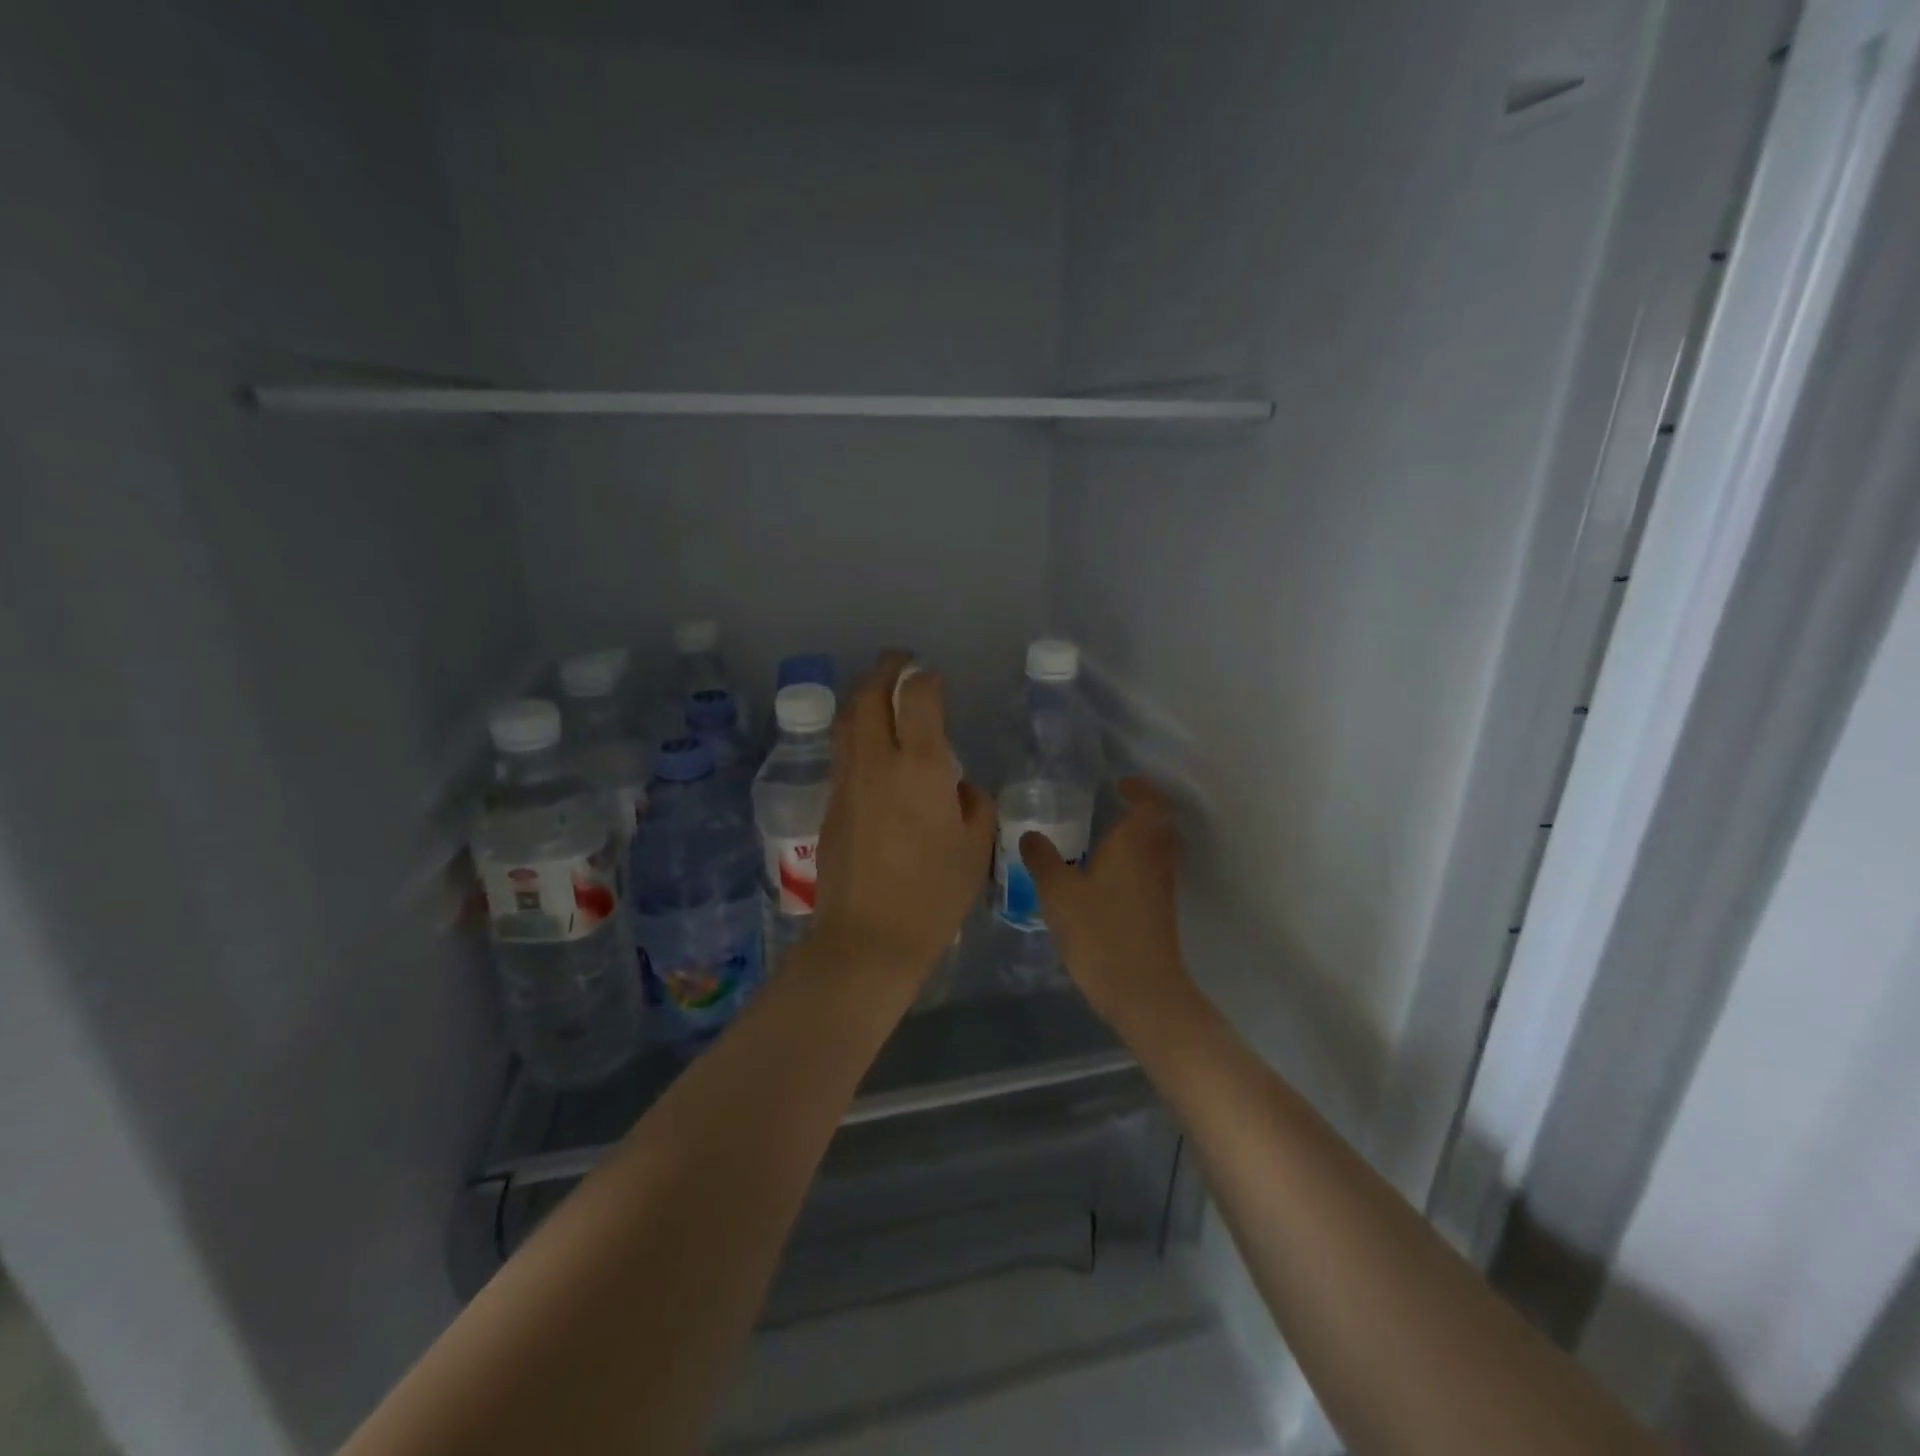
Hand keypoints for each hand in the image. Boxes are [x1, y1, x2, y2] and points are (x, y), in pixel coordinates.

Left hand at [810, 654, 995, 988]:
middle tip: (899, 663)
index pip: (917, 697)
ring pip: (846, 721)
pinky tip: (869, 746)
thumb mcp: (975, 848)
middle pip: (868, 696)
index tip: (933, 677)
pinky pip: (841, 753)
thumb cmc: (934, 895)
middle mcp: (876, 762)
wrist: (868, 938)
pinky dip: (854, 733)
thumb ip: (973, 805)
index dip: (925, 678)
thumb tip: (958, 787)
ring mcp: (846, 781)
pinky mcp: (829, 803)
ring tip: (878, 694)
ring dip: (862, 697)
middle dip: (884, 670)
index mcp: (919, 767)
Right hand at [1020, 777, 1189, 1030]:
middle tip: (1112, 809)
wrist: (1141, 989)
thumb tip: (1030, 835)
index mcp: (1136, 842)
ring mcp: (1163, 886)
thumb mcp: (1059, 892)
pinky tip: (1108, 880)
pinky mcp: (1162, 911)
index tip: (1118, 785)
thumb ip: (1042, 859)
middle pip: (1160, 824)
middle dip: (1141, 812)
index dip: (1138, 789)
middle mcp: (1156, 858)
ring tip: (1106, 842)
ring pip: (1159, 849)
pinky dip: (1138, 865)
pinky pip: (1154, 872)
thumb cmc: (1100, 931)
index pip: (1149, 802)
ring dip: (1140, 839)